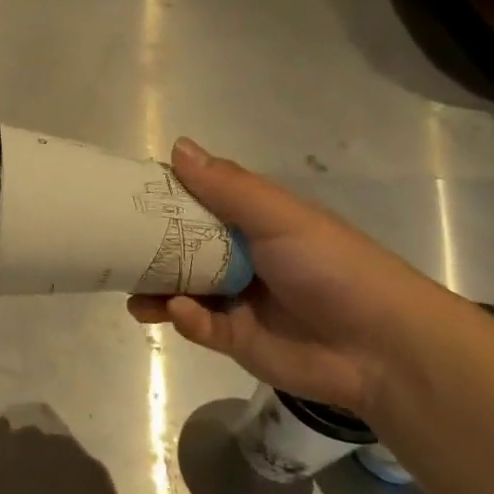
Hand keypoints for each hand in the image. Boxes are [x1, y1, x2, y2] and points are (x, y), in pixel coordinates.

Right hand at [128, 139, 444, 412]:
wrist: (381, 347)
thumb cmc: (331, 267)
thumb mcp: (280, 217)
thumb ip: (227, 187)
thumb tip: (177, 146)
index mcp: (255, 223)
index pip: (199, 204)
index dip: (165, 199)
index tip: (125, 196)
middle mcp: (241, 258)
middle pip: (183, 249)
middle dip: (149, 249)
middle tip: (112, 246)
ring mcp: (237, 300)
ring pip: (183, 290)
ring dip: (156, 289)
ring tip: (131, 292)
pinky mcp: (236, 339)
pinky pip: (198, 325)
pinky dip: (185, 318)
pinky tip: (179, 312)